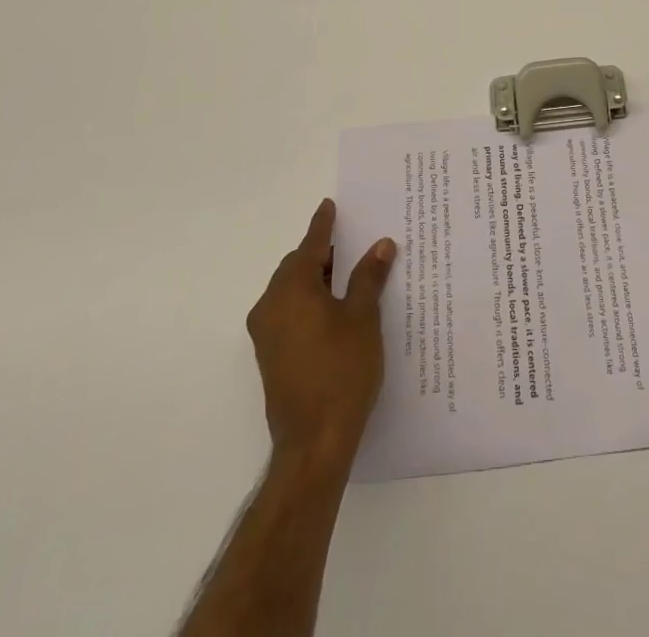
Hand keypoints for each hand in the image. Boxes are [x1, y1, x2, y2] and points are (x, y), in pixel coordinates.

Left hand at [247, 199, 397, 466]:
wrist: (314, 443)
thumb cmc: (341, 371)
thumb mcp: (363, 318)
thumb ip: (368, 277)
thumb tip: (381, 245)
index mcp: (291, 289)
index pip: (310, 245)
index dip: (323, 225)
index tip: (329, 205)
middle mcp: (271, 306)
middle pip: (297, 267)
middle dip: (322, 253)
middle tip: (351, 241)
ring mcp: (267, 334)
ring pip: (292, 291)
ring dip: (317, 279)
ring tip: (350, 273)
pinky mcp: (272, 356)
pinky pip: (290, 313)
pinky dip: (310, 301)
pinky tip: (337, 308)